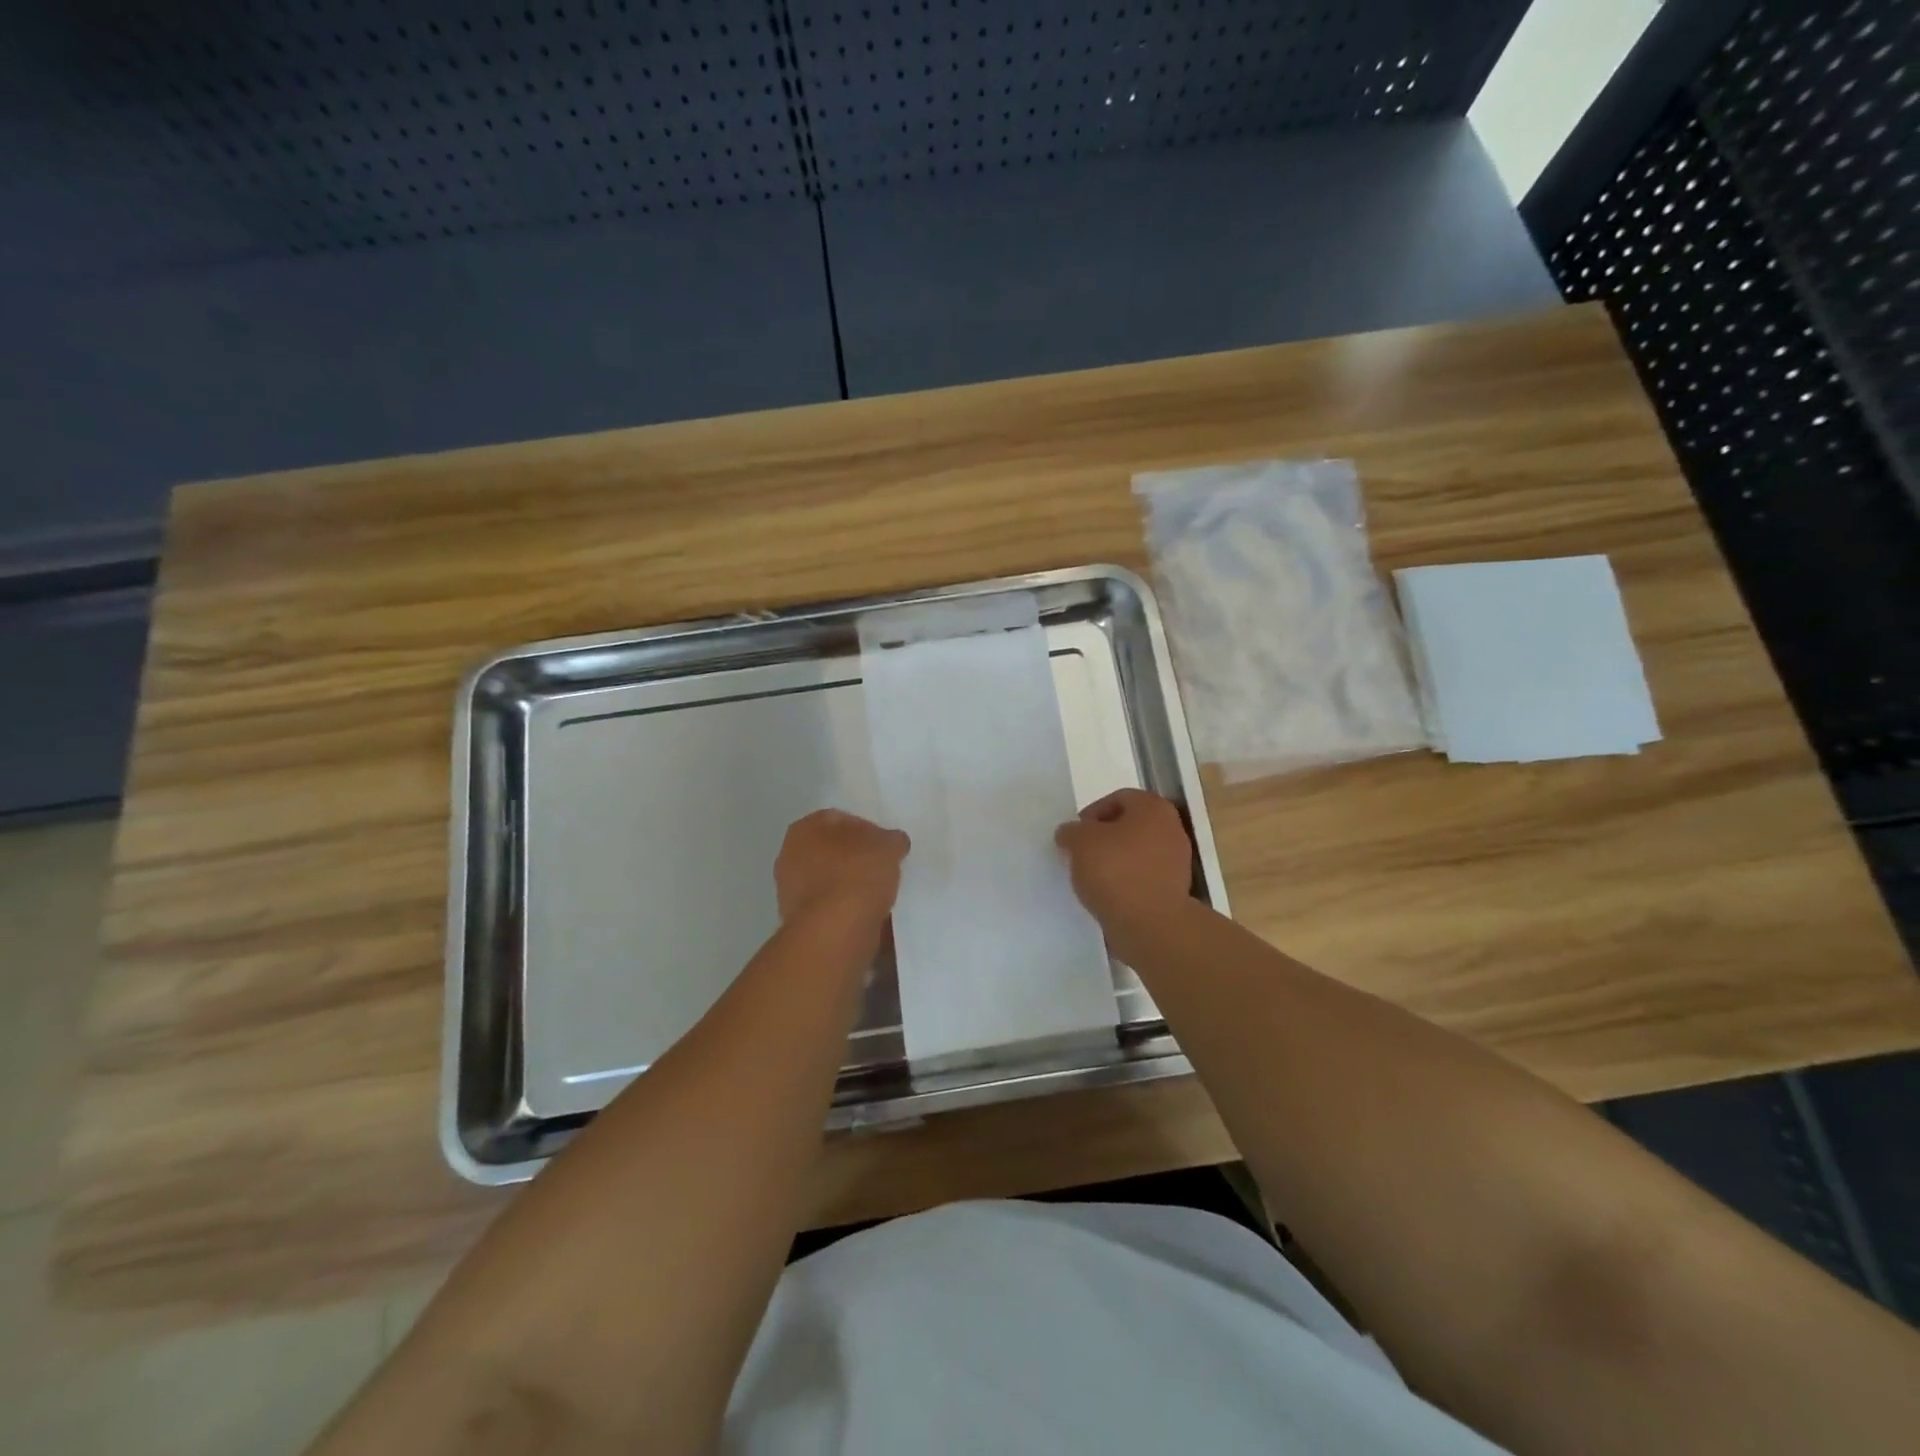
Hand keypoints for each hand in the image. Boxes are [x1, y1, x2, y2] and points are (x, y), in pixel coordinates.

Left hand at [775, 809, 909, 929]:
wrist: (833, 932)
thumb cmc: (856, 875)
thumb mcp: (888, 847)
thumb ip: (892, 840)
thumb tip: (893, 842)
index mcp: (805, 828)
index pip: (841, 819)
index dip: (868, 829)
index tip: (887, 845)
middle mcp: (789, 855)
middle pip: (832, 850)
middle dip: (856, 857)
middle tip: (883, 867)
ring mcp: (789, 890)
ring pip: (830, 879)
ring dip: (851, 884)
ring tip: (879, 893)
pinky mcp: (798, 920)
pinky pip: (829, 906)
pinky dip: (846, 908)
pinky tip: (867, 914)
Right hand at [1055, 789, 1193, 929]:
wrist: (1150, 925)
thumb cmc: (1116, 871)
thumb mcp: (1080, 842)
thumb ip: (1071, 831)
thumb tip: (1070, 834)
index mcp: (1153, 808)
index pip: (1118, 798)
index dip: (1092, 814)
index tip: (1075, 835)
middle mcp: (1172, 829)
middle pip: (1129, 826)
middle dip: (1103, 838)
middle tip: (1081, 854)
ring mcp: (1177, 862)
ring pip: (1137, 853)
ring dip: (1114, 862)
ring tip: (1092, 878)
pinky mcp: (1174, 891)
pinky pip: (1143, 878)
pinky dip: (1126, 882)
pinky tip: (1108, 896)